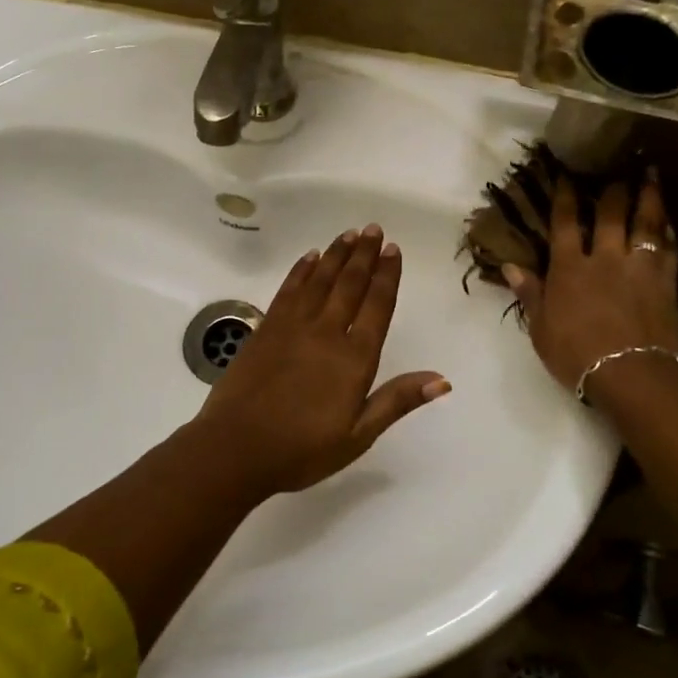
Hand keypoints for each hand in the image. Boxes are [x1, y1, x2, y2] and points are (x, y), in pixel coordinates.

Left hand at [192, 224, 450, 496]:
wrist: (236, 448)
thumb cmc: (302, 449)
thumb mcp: (357, 436)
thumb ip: (396, 401)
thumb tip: (442, 379)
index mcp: (354, 358)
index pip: (377, 306)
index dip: (387, 276)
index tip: (393, 250)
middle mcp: (326, 332)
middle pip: (349, 284)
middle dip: (364, 254)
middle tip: (374, 229)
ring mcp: (292, 327)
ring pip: (320, 280)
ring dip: (336, 254)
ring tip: (349, 234)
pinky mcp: (266, 328)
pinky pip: (288, 290)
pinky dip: (301, 271)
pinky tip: (309, 257)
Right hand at [502, 168, 677, 392]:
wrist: (632, 376)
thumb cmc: (577, 356)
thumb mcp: (540, 329)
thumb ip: (530, 294)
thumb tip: (509, 266)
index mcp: (570, 269)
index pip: (564, 223)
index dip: (565, 198)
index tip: (567, 176)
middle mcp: (605, 258)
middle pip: (609, 214)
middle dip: (611, 189)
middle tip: (617, 167)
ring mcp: (639, 268)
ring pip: (645, 223)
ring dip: (648, 196)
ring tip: (651, 174)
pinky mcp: (666, 282)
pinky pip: (669, 248)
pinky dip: (668, 231)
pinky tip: (669, 220)